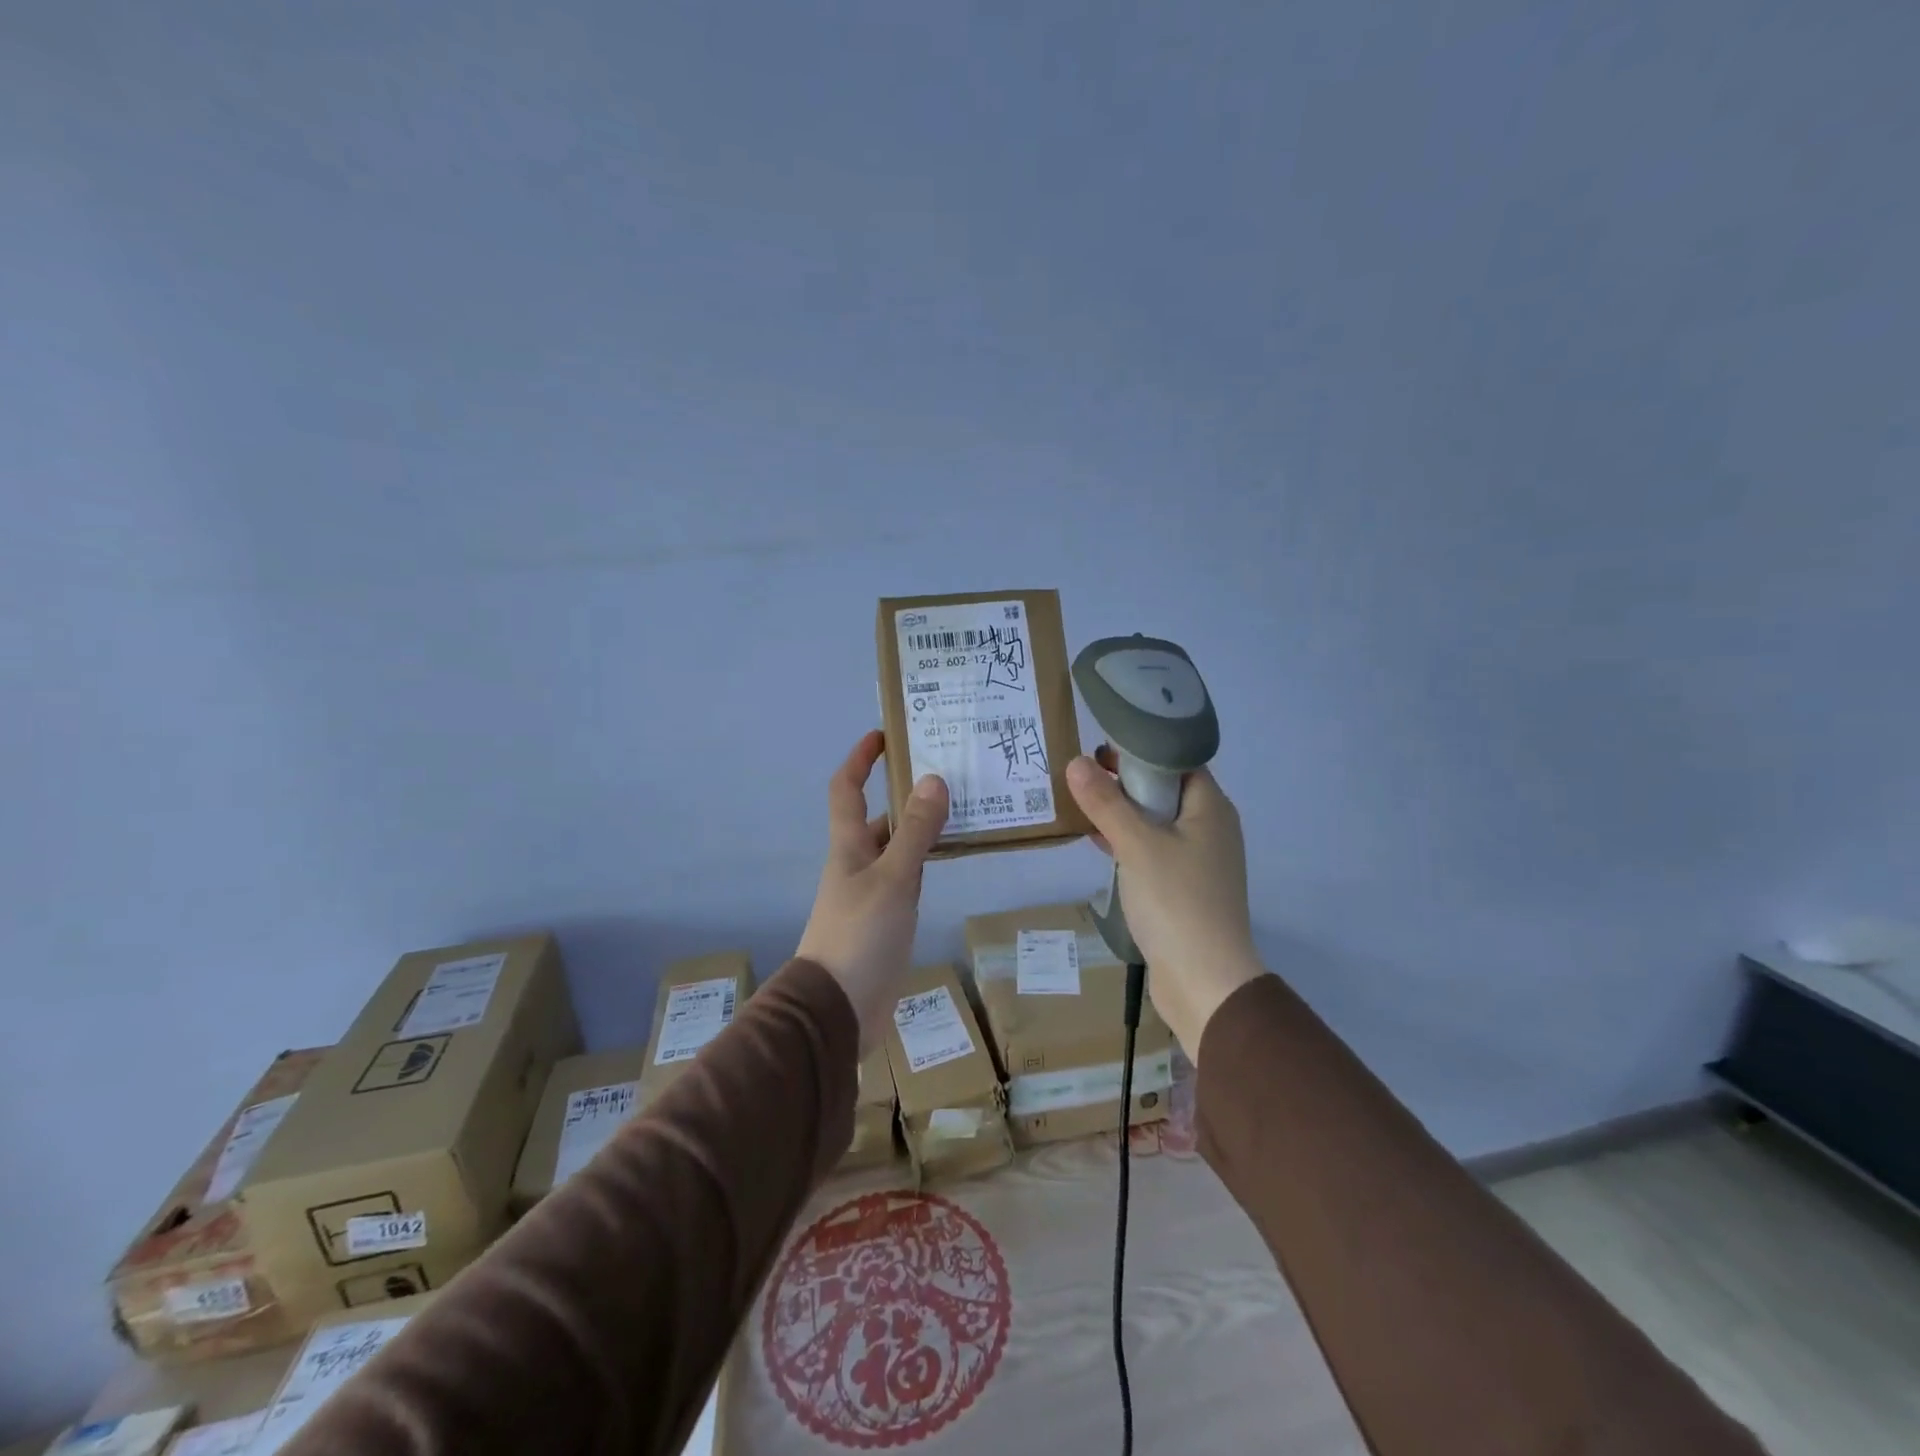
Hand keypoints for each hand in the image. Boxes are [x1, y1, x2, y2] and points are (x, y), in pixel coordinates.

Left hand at [797, 731, 948, 1051]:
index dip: (860, 759)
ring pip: (898, 848)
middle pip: (879, 817)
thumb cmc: (859, 935)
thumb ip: (915, 833)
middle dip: (905, 793)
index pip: (846, 789)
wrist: (838, 1009)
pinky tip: (953, 858)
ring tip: (964, 808)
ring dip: (922, 828)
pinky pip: (909, 878)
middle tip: (948, 773)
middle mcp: (858, 863)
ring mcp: (872, 893)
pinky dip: (927, 863)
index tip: (884, 735)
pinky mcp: (887, 920)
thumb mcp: (893, 879)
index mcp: (849, 846)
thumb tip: (933, 780)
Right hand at [1066, 754, 1262, 1054]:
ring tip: (1081, 804)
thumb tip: (1076, 762)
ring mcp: (1198, 861)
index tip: (1099, 748)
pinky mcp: (1183, 889)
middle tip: (1081, 774)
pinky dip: (1127, 843)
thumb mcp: (1136, 845)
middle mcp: (1210, 829)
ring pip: (1156, 823)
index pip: (1176, 761)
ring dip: (1122, 814)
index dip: (1139, 751)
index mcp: (1210, 808)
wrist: (1205, 981)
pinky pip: (1153, 852)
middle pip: (1164, 791)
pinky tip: (1097, 843)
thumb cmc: (1176, 901)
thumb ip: (1106, 803)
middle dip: (1124, 782)